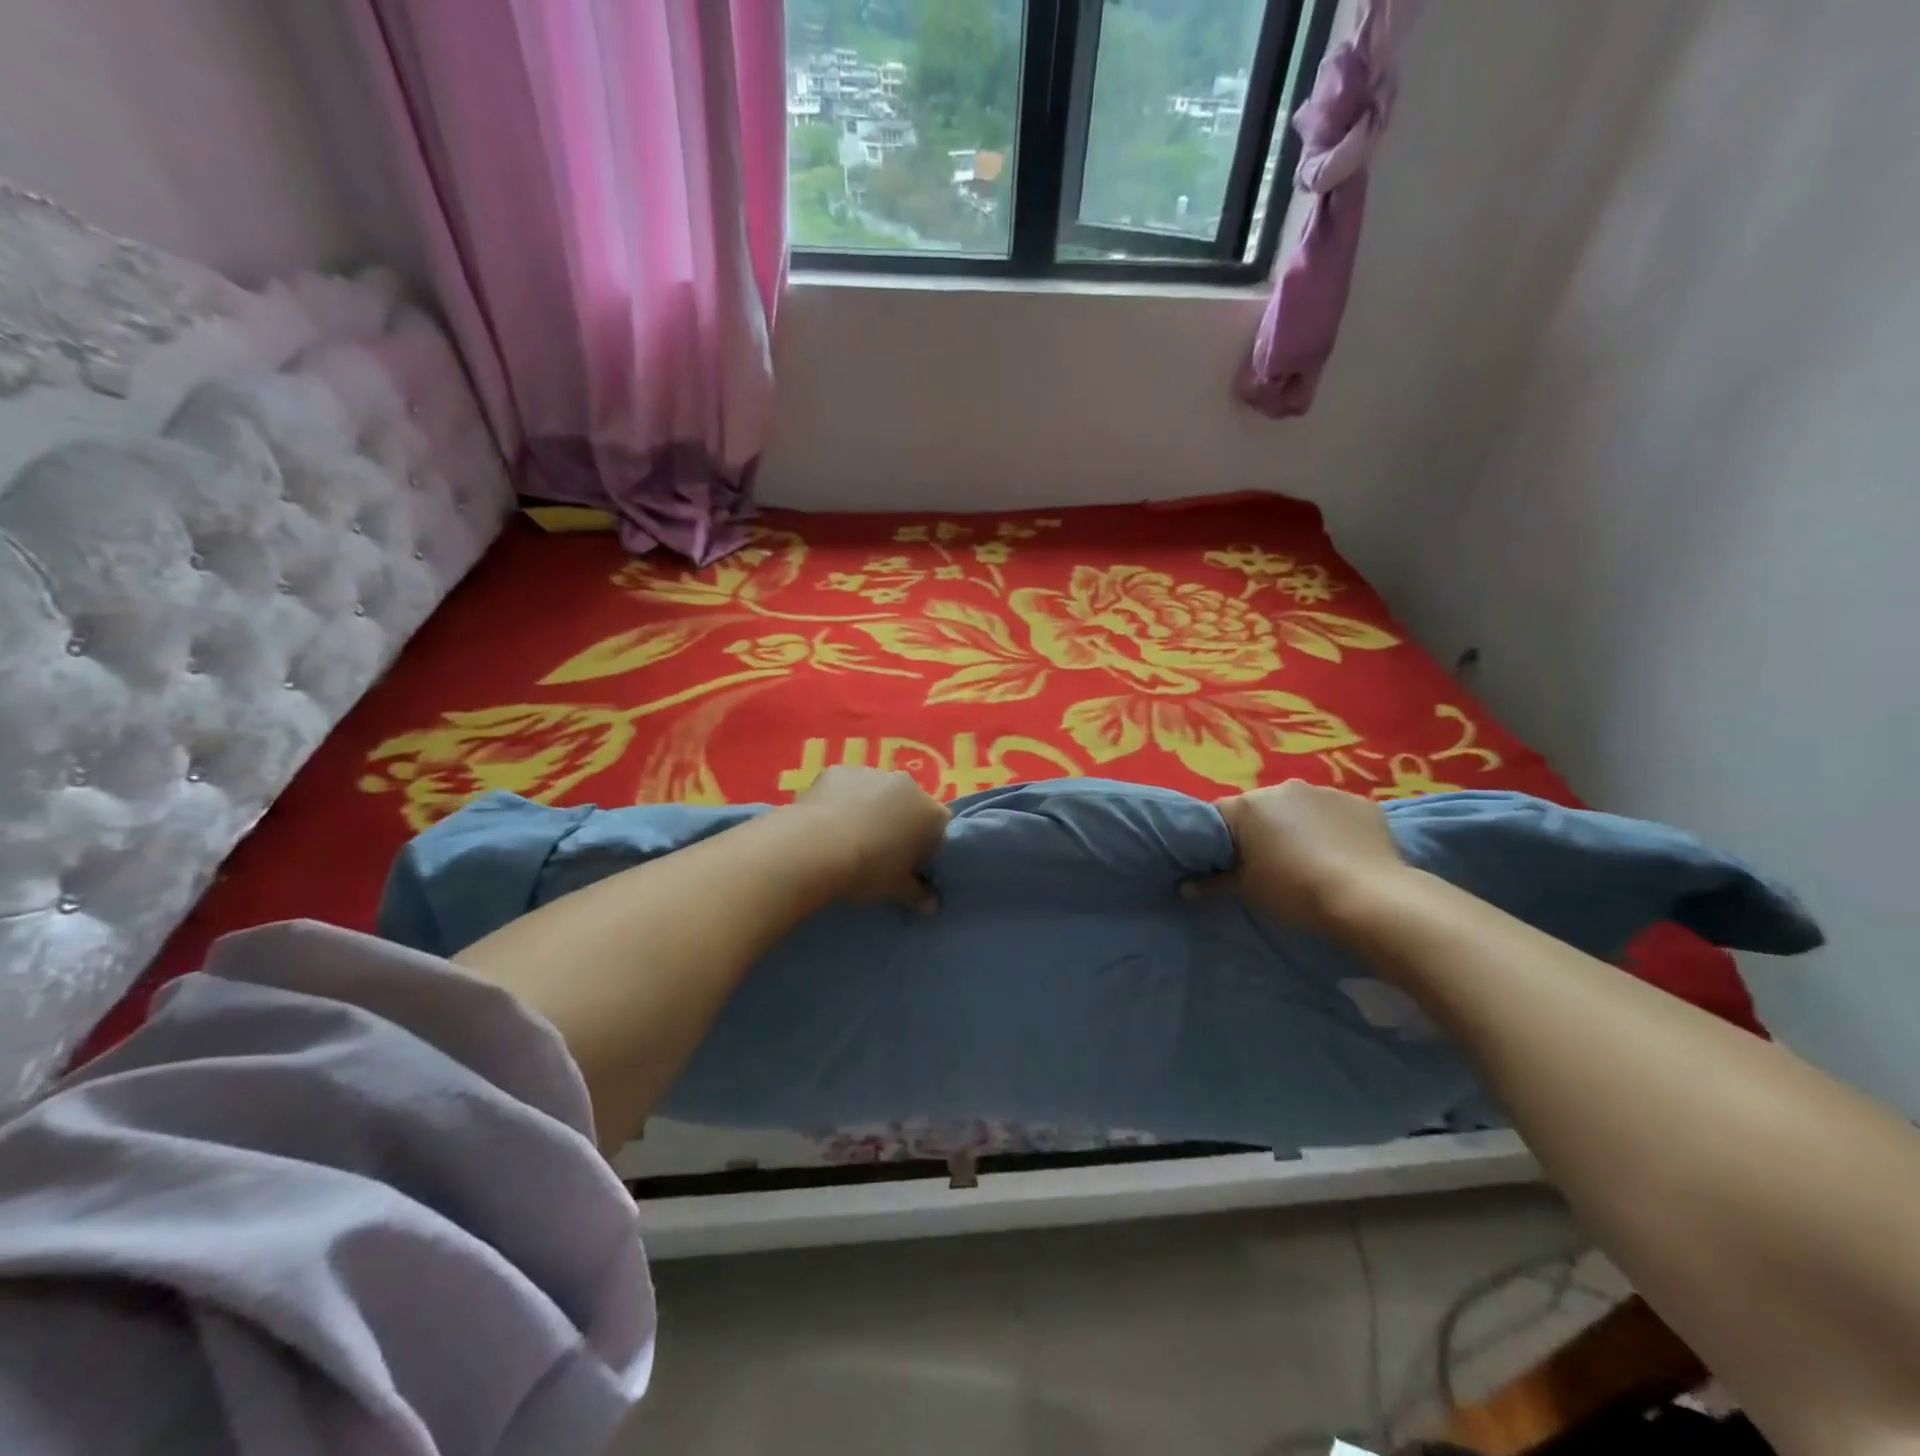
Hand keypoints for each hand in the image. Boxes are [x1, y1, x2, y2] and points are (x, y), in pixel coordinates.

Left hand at [791, 766, 950, 910]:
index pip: (940, 827)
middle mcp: (906, 785)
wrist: (815, 847)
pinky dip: (841, 800)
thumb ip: (918, 894)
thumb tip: (933, 907)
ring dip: (869, 809)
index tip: (911, 864)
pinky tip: (826, 822)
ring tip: (848, 838)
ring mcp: (871, 773)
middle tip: (880, 851)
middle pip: (909, 804)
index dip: (927, 846)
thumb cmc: (868, 869)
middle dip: (899, 823)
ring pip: (877, 792)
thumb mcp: (896, 888)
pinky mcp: (838, 771)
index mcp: (930, 813)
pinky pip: (846, 786)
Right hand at [1211, 780, 1408, 934]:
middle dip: (1261, 830)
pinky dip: (1333, 829)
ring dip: (1298, 826)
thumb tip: (1187, 888)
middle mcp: (1283, 788)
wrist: (1369, 898)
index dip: (1220, 840)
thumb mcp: (1247, 892)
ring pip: (1300, 808)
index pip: (1219, 815)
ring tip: (1311, 861)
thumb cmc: (1294, 891)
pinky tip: (1342, 856)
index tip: (1227, 863)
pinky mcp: (1361, 803)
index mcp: (1248, 806)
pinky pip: (1336, 814)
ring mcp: (1325, 791)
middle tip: (1269, 864)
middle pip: (1260, 808)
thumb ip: (1214, 884)